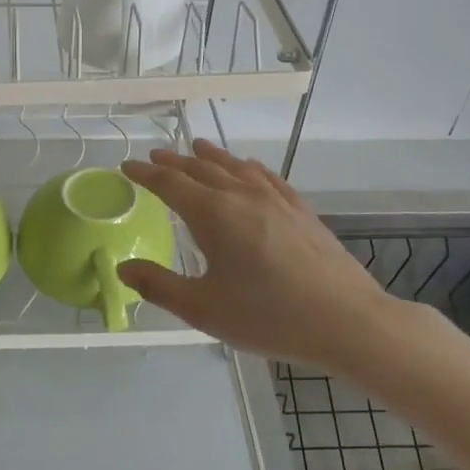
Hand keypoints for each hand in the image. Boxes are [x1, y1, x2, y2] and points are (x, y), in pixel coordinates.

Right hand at [118, 140, 401, 371]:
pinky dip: (247, 167)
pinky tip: (248, 168)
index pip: (170, 184)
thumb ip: (159, 286)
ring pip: (235, 167)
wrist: (347, 321)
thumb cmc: (269, 317)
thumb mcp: (204, 309)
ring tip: (196, 148)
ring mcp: (276, 200)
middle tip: (154, 157)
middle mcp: (242, 196)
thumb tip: (123, 268)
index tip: (127, 166)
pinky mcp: (300, 210)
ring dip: (211, 157)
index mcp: (213, 215)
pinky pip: (267, 176)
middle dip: (174, 162)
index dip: (145, 174)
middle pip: (201, 169)